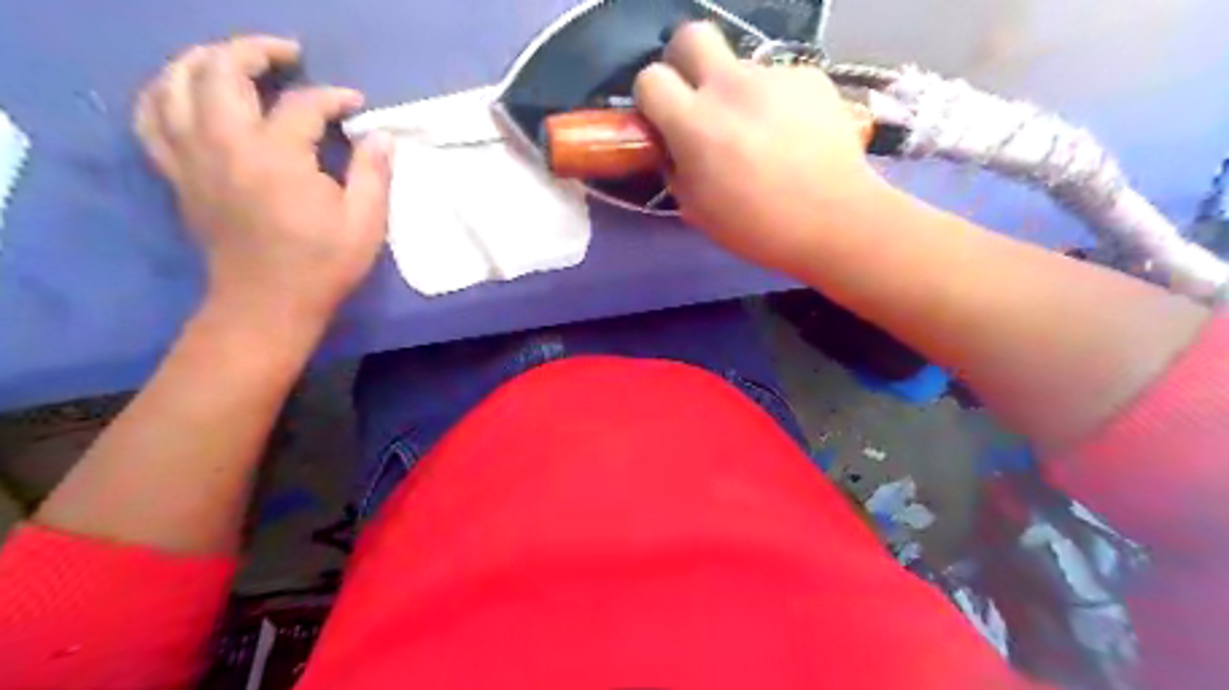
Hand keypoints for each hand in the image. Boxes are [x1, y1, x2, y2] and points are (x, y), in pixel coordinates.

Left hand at [132, 36, 386, 330]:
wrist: (267, 304)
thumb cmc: (322, 266)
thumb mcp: (365, 223)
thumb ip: (374, 173)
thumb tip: (380, 136)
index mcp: (276, 157)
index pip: (302, 104)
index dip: (333, 98)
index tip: (357, 106)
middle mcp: (224, 144)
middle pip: (221, 70)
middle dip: (256, 51)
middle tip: (288, 56)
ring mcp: (192, 156)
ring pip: (175, 82)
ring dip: (205, 60)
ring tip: (236, 63)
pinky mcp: (178, 173)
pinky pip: (152, 117)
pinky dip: (165, 93)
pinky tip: (188, 93)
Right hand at [640, 25, 888, 277]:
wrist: (834, 221)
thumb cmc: (757, 227)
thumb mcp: (698, 210)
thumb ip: (676, 169)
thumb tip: (674, 150)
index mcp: (694, 123)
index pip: (650, 78)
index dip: (650, 97)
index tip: (662, 118)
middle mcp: (729, 86)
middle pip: (691, 35)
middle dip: (685, 60)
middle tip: (697, 96)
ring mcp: (773, 76)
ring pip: (741, 66)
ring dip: (738, 92)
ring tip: (761, 134)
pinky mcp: (810, 77)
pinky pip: (779, 80)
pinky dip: (777, 102)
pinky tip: (794, 135)